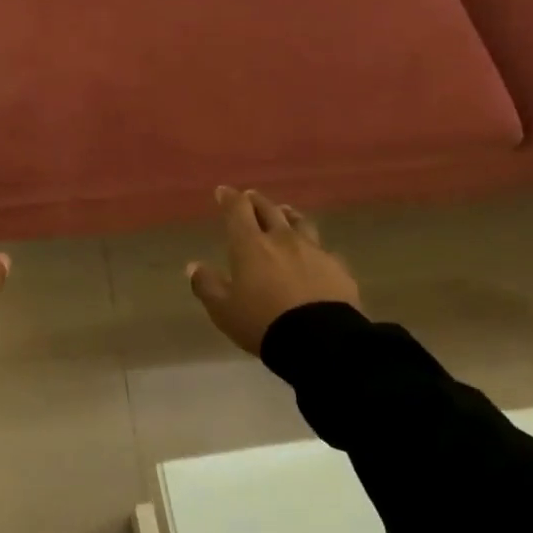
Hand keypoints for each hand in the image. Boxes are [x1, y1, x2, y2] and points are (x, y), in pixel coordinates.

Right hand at [187, 187, 360, 355]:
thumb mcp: (223, 309)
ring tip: (285, 213)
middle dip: (256, 202)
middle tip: (250, 197)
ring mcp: (314, 251)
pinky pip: (323, 250)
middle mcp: (282, 239)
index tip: (223, 191)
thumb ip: (206, 285)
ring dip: (288, 215)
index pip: (238, 210)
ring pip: (300, 223)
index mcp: (250, 245)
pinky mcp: (338, 268)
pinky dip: (314, 246)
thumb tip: (193, 266)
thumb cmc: (263, 322)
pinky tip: (315, 253)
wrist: (321, 341)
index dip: (229, 198)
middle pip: (269, 210)